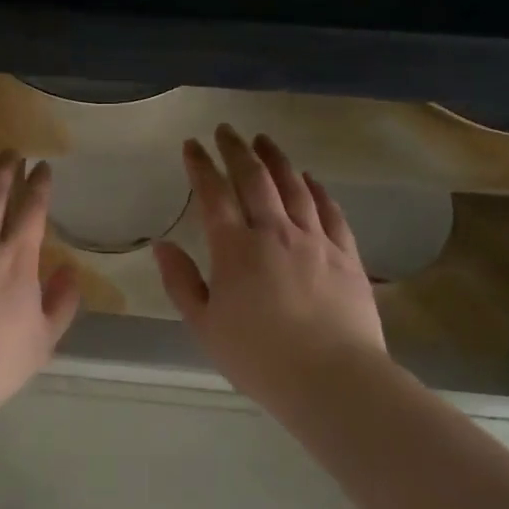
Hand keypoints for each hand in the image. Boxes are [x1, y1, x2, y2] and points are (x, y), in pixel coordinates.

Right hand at [153, 126, 387, 412]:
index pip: (213, 194)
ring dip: (276, 159)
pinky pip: (330, 210)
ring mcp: (314, 240)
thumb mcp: (205, 326)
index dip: (201, 165)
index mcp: (235, 249)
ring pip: (293, 186)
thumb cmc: (259, 358)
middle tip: (226, 130)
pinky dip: (316, 189)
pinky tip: (310, 179)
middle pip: (254, 179)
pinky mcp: (345, 254)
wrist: (332, 378)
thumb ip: (181, 282)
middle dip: (236, 150)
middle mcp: (274, 232)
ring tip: (264, 140)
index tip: (192, 145)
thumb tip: (162, 246)